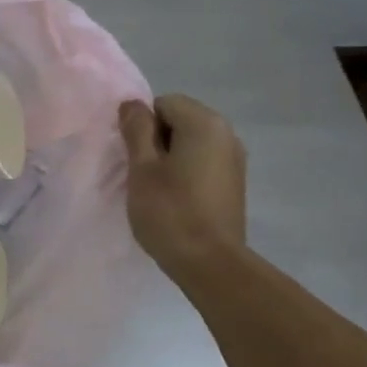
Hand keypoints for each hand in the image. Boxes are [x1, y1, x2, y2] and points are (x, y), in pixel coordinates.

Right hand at [119, 94, 246, 279]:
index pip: (163, 103)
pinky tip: (176, 201)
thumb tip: (133, 105)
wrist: (210, 263)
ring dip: (170, 159)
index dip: (141, 127)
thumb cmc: (170, 212)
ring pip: (192, 145)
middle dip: (156, 142)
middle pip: (180, 121)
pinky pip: (203, 164)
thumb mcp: (142, 169)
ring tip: (156, 191)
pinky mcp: (235, 183)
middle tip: (140, 175)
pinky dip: (186, 173)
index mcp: (204, 123)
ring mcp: (235, 159)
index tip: (132, 158)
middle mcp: (226, 133)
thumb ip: (136, 131)